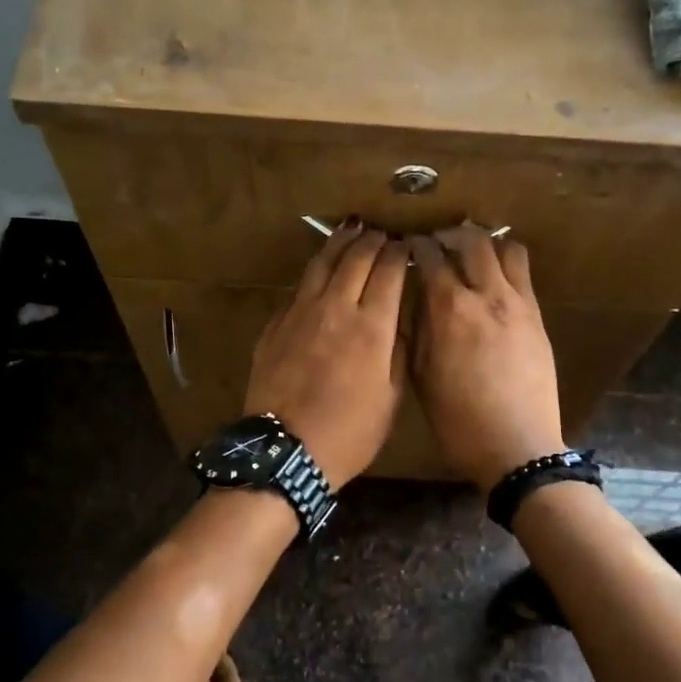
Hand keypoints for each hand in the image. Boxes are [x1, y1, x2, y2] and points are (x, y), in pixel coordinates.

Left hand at [245, 222, 407, 485]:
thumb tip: (397, 318)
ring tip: (351, 230)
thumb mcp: (391, 398)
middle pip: (355, 257)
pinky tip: (320, 272)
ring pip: (321, 264)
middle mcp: (335, 308)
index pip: (388, 271)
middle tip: (380, 233)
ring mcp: (299, 313)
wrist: (287, 451)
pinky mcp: (275, 325)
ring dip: (340, 243)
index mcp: (371, 326)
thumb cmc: (349, 433)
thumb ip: (397, 351)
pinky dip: (315, 272)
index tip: (405, 246)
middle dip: (371, 240)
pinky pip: (299, 288)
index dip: (398, 253)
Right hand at [408, 225, 565, 491]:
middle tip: (438, 244)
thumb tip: (417, 301)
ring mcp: (519, 304)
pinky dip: (507, 264)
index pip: (431, 257)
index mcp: (449, 310)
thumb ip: (417, 332)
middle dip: (451, 234)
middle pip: (472, 240)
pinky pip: (524, 274)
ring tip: (471, 255)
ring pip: (506, 248)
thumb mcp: (421, 378)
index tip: (408, 247)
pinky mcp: (538, 317)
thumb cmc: (458, 421)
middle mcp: (486, 295)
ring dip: (485, 244)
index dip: (417, 246)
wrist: (517, 446)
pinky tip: (494, 280)